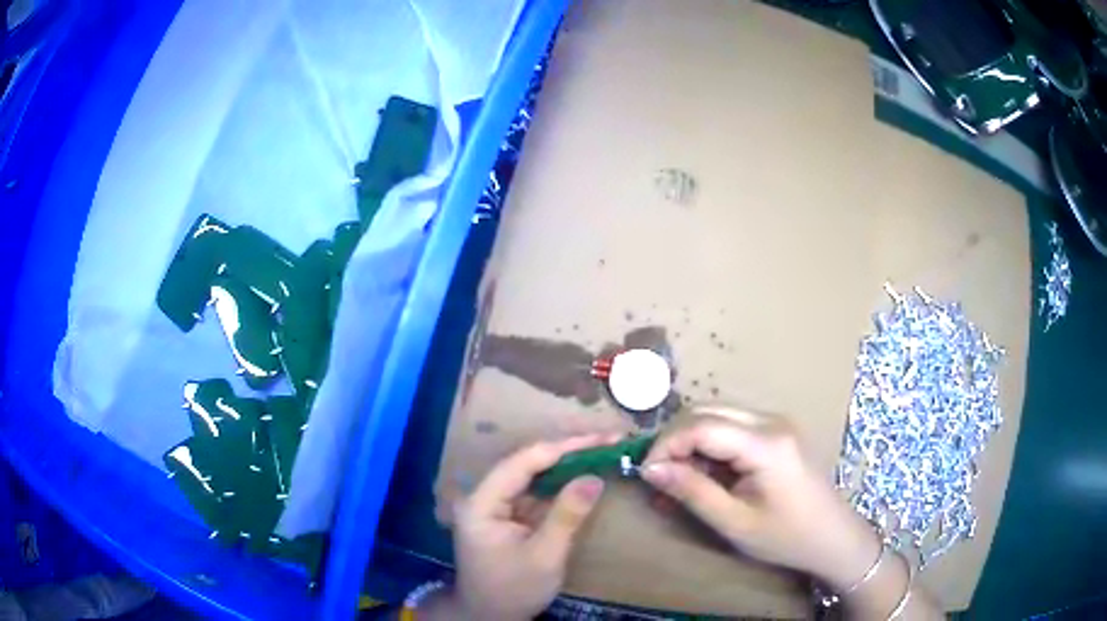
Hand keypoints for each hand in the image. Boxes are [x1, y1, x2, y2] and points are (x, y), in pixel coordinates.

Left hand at [448, 435, 614, 619]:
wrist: (488, 617)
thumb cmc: (513, 590)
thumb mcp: (544, 556)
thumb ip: (567, 515)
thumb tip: (594, 476)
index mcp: (482, 503)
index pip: (523, 462)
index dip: (563, 447)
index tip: (600, 438)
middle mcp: (484, 496)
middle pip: (527, 463)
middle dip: (567, 450)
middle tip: (608, 440)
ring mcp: (494, 505)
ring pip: (532, 475)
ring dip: (566, 464)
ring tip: (601, 449)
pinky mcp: (507, 516)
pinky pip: (534, 492)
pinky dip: (560, 484)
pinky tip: (582, 475)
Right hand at [640, 405, 879, 590]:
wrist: (833, 538)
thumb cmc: (786, 537)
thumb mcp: (734, 522)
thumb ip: (692, 492)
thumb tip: (650, 469)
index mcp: (766, 443)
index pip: (701, 425)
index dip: (666, 445)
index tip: (645, 473)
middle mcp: (772, 421)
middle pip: (707, 410)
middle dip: (674, 439)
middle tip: (657, 475)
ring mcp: (777, 423)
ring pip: (717, 414)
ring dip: (691, 441)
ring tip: (677, 478)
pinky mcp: (777, 433)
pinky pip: (733, 426)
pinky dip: (709, 445)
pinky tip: (703, 473)